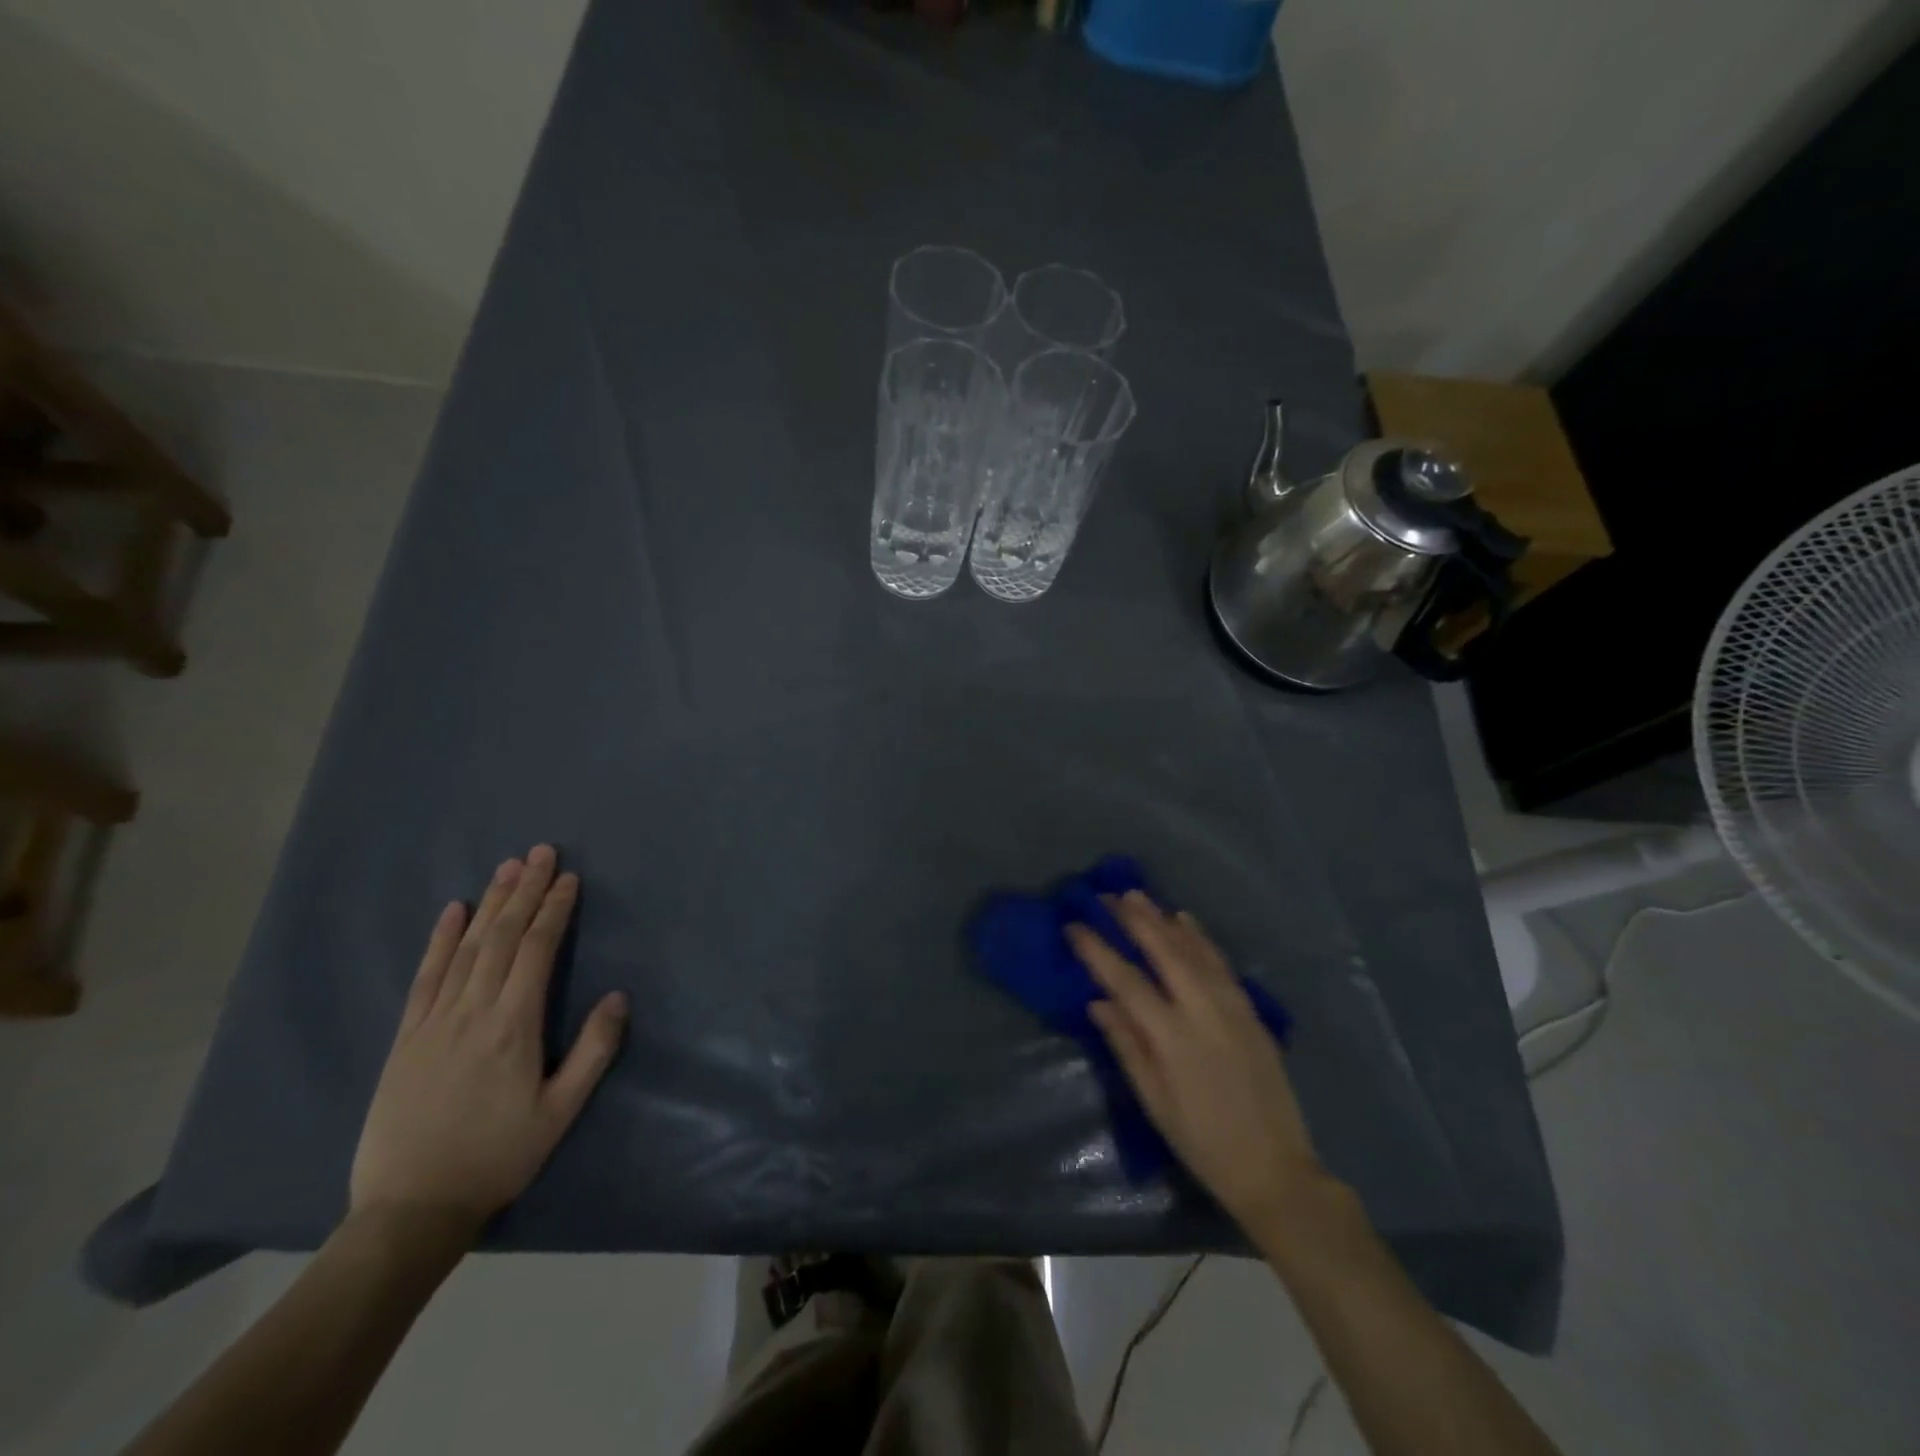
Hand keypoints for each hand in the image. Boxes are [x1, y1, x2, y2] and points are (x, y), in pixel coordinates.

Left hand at [349, 845, 627, 1233]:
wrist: (409, 1209)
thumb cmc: (498, 1157)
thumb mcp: (560, 1112)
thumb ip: (593, 1051)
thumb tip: (618, 996)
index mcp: (514, 1027)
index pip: (536, 951)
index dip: (554, 910)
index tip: (569, 879)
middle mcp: (472, 1012)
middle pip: (501, 937)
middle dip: (525, 891)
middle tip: (541, 852)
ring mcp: (434, 1021)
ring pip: (466, 948)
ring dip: (490, 903)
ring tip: (508, 867)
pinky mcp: (406, 1036)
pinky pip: (425, 976)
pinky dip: (440, 940)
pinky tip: (452, 911)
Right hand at [1067, 892, 1326, 1233]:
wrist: (1275, 1168)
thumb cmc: (1202, 1142)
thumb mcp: (1154, 1102)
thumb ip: (1127, 1046)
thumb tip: (1098, 1002)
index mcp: (1172, 1037)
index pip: (1126, 981)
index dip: (1097, 950)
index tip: (1074, 926)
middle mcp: (1203, 1011)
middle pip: (1163, 952)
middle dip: (1134, 920)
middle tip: (1108, 897)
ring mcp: (1231, 1007)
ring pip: (1194, 949)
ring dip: (1164, 919)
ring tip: (1139, 897)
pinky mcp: (1250, 1011)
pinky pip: (1221, 962)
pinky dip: (1200, 937)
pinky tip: (1186, 921)